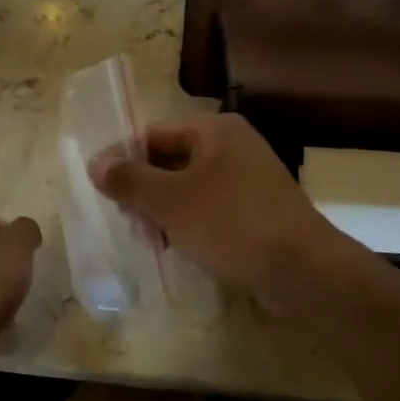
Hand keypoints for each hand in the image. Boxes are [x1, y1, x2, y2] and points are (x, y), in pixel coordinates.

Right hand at [90, 114, 336, 302]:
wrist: (303, 270)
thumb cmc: (232, 224)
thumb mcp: (172, 201)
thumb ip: (131, 180)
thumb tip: (96, 163)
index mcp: (216, 131)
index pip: (154, 134)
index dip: (124, 159)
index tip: (101, 189)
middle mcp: (234, 147)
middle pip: (172, 161)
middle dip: (145, 190)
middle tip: (123, 221)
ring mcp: (249, 180)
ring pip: (190, 189)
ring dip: (165, 211)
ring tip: (146, 240)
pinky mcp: (257, 212)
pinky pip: (211, 210)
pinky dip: (190, 224)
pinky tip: (176, 248)